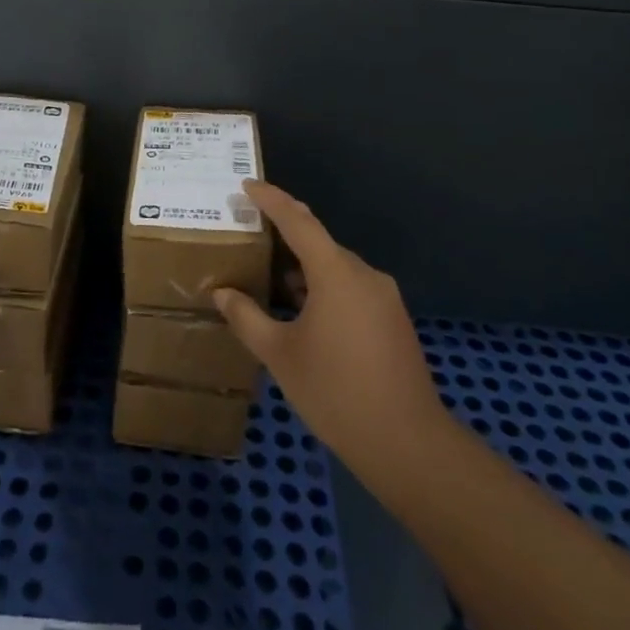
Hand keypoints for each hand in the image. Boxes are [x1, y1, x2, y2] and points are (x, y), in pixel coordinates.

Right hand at [212, 181, 450, 491]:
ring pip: (335, 268)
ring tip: (269, 280)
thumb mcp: (279, 355)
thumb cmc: (335, 393)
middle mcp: (364, 275)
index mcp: (336, 274)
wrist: (407, 444)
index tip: (247, 186)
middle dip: (284, 237)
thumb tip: (222, 293)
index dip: (271, 200)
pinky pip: (351, 288)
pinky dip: (324, 289)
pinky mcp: (393, 320)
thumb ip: (247, 317)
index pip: (299, 221)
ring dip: (304, 269)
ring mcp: (383, 298)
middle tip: (250, 237)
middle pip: (318, 243)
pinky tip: (303, 312)